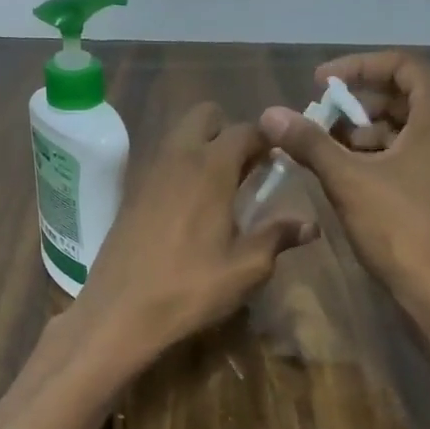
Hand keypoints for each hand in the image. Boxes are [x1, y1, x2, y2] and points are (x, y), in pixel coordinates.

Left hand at [73, 103, 316, 362]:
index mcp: (210, 168)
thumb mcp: (245, 269)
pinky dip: (179, 169)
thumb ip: (277, 237)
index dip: (268, 140)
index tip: (280, 162)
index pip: (246, 130)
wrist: (119, 312)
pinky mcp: (129, 193)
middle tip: (244, 170)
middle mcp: (177, 157)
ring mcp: (147, 172)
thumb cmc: (190, 289)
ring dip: (201, 149)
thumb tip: (310, 225)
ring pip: (179, 136)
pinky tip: (187, 208)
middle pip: (205, 116)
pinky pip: (160, 162)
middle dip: (228, 132)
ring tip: (218, 190)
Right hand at [259, 52, 429, 302]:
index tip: (320, 84)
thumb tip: (270, 114)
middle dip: (355, 104)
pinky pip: (406, 155)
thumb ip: (310, 142)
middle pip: (401, 96)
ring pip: (401, 129)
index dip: (358, 67)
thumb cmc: (400, 227)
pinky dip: (374, 157)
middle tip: (318, 120)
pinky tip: (344, 177)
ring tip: (324, 152)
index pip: (402, 65)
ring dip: (361, 132)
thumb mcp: (348, 180)